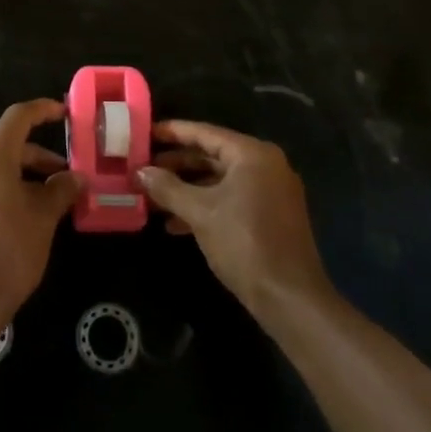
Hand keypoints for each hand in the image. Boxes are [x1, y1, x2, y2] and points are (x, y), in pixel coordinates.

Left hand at [0, 99, 79, 324]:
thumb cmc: (8, 252)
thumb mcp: (43, 219)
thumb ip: (60, 190)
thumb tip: (75, 177)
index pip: (17, 118)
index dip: (42, 110)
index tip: (64, 113)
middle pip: (7, 148)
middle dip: (39, 158)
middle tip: (67, 177)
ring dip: (24, 180)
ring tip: (49, 204)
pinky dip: (5, 196)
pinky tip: (23, 224)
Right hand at [138, 120, 330, 321]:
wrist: (290, 299)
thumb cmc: (244, 243)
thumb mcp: (199, 213)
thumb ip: (167, 188)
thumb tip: (140, 172)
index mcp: (252, 154)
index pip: (205, 133)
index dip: (173, 132)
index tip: (145, 133)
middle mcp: (265, 165)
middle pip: (212, 155)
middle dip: (177, 164)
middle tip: (144, 167)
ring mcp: (270, 191)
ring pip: (220, 180)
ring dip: (187, 188)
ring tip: (153, 196)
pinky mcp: (270, 216)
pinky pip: (231, 198)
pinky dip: (205, 205)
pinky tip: (175, 223)